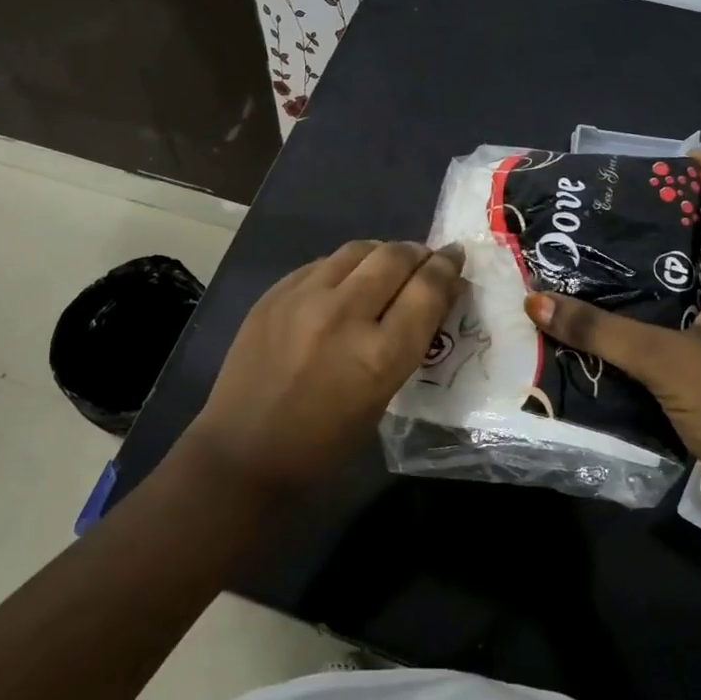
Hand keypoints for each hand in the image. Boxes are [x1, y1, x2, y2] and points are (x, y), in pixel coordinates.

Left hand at [181, 240, 465, 500]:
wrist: (245, 450)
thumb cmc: (324, 442)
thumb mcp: (382, 397)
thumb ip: (408, 342)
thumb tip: (431, 298)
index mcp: (379, 354)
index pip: (427, 290)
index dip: (447, 269)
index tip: (455, 259)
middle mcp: (344, 315)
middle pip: (395, 258)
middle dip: (419, 253)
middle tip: (427, 257)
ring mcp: (304, 298)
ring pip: (358, 250)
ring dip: (382, 253)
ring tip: (389, 263)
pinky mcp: (275, 293)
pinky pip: (322, 263)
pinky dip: (345, 266)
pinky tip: (346, 279)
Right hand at [524, 154, 700, 536]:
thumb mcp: (667, 360)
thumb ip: (601, 331)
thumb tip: (537, 301)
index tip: (683, 163)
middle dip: (672, 227)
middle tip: (616, 217)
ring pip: (695, 293)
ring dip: (655, 279)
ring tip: (599, 267)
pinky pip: (683, 331)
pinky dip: (651, 323)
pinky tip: (609, 328)